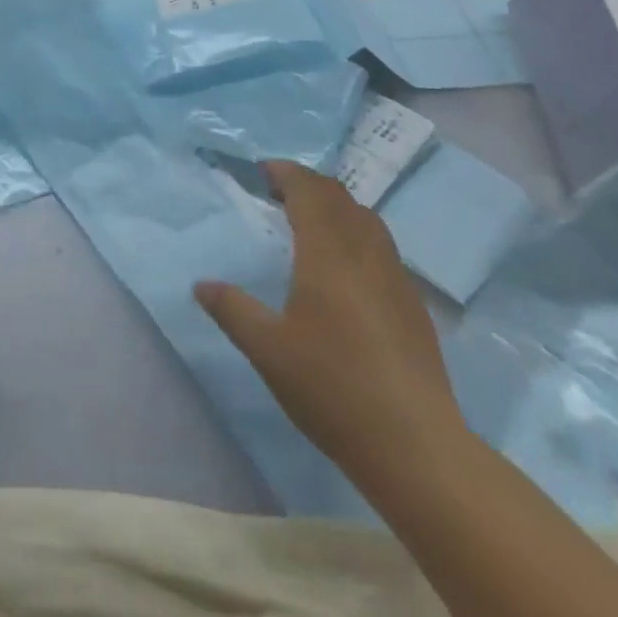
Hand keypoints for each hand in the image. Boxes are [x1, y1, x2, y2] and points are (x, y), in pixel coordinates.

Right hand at [195, 162, 467, 483]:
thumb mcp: (267, 349)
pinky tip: (345, 269)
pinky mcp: (413, 307)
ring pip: (367, 221)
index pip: (310, 192)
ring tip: (310, 222)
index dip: (287, 173)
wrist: (416, 445)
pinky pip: (382, 248)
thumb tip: (201, 285)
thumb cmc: (333, 387)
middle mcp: (366, 254)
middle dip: (309, 185)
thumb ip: (232, 309)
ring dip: (336, 207)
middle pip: (341, 199)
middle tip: (279, 192)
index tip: (263, 171)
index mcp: (328, 254)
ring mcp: (396, 279)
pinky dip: (356, 235)